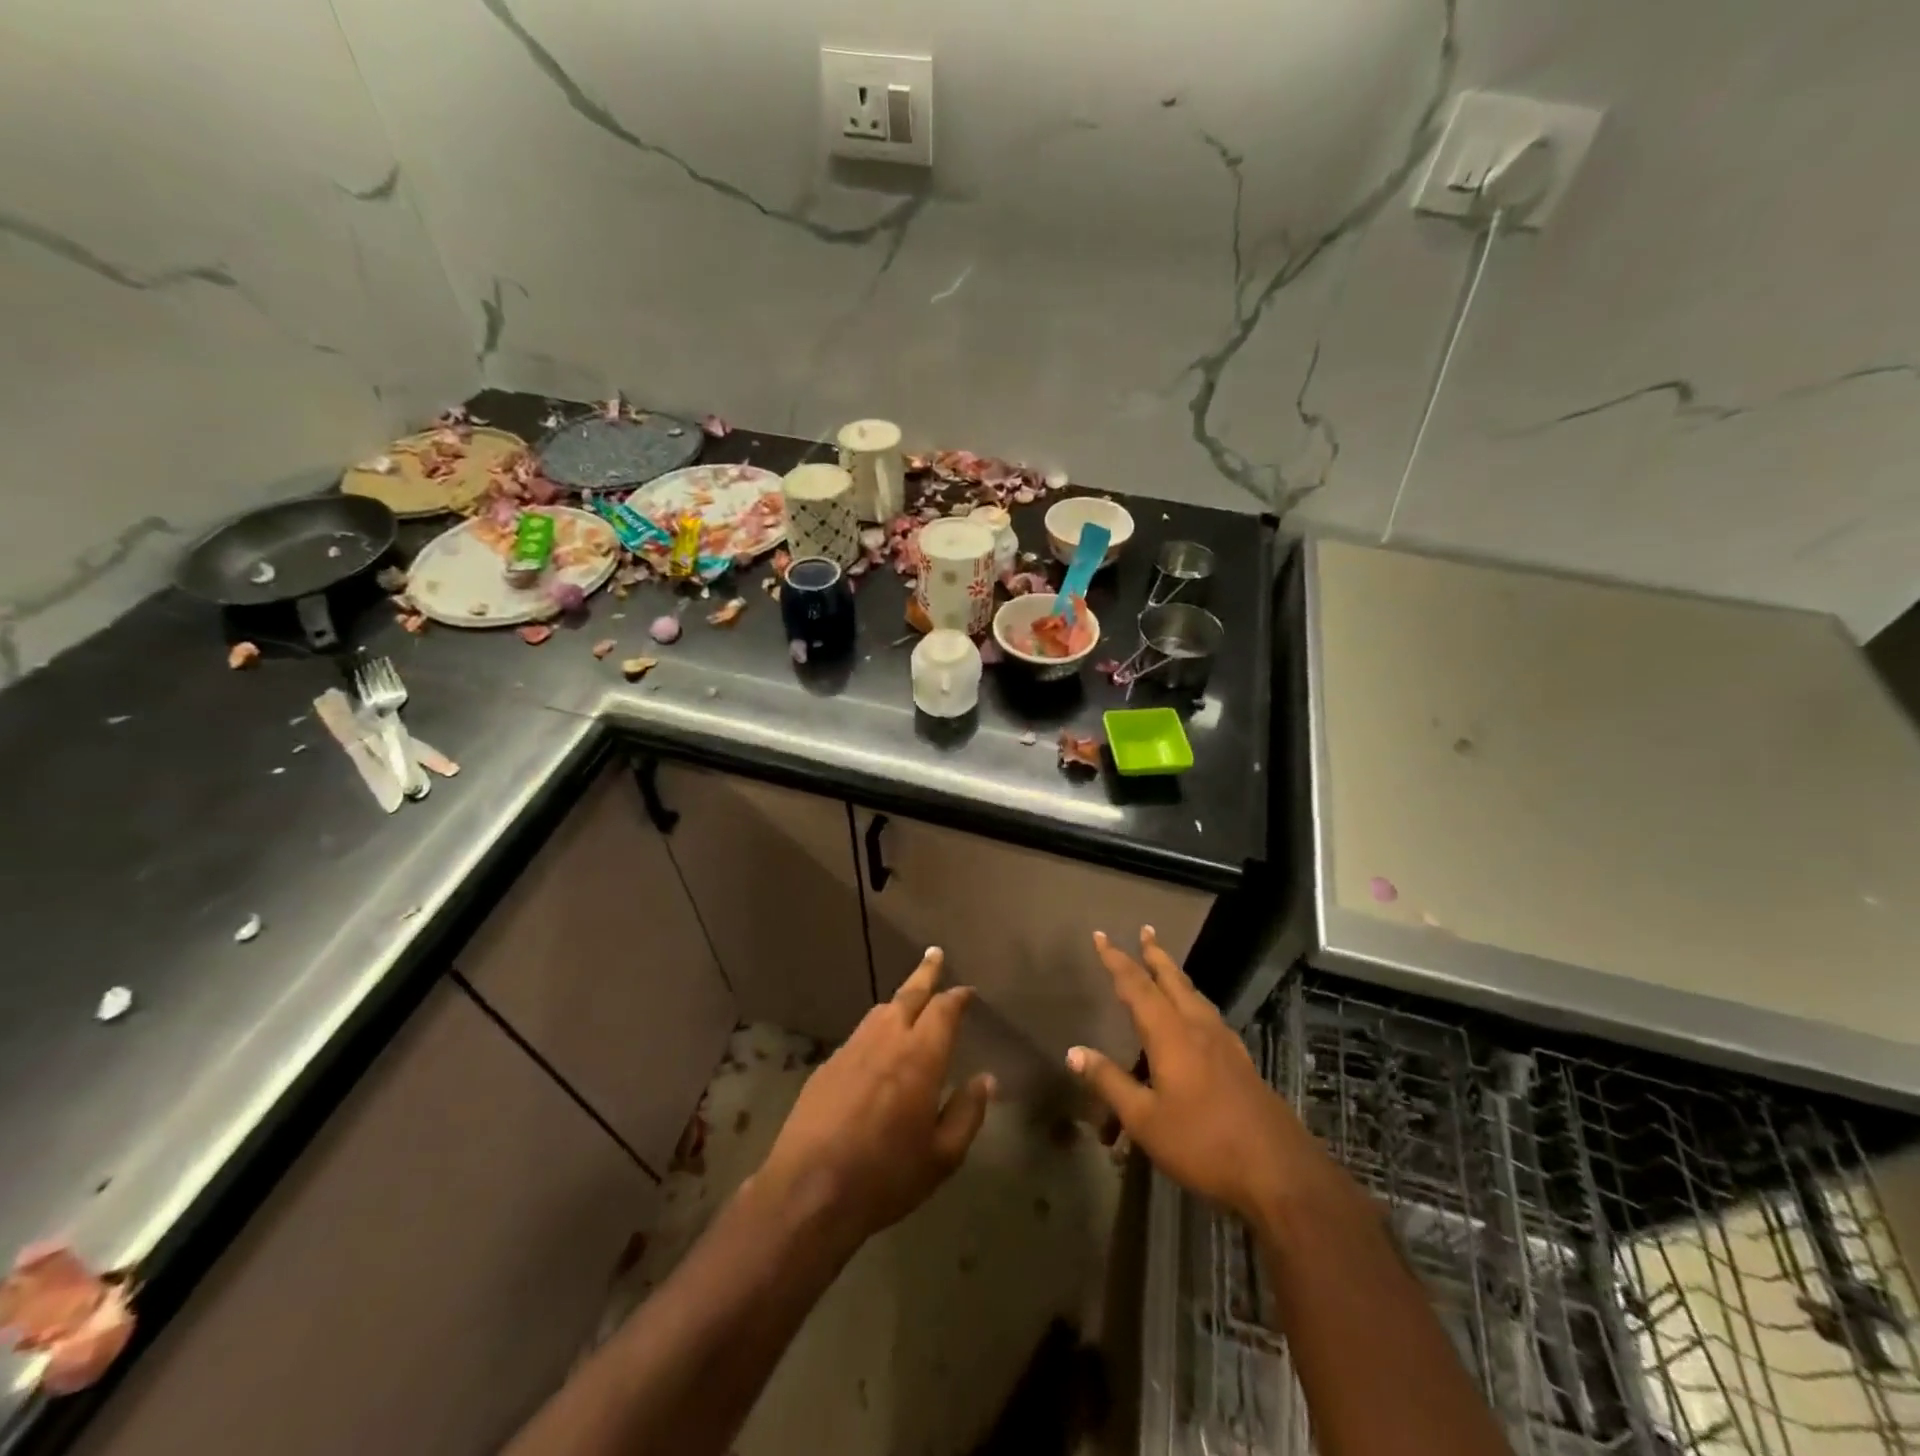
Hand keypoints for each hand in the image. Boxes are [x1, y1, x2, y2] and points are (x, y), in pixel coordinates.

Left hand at [756, 948, 994, 1249]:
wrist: (809, 1190)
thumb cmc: (886, 1176)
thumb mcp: (942, 1156)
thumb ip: (968, 1112)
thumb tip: (986, 1080)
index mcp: (920, 1056)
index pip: (944, 1010)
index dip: (957, 997)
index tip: (967, 991)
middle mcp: (886, 1039)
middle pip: (909, 994)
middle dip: (925, 973)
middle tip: (934, 954)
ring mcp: (852, 1048)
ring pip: (880, 1011)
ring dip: (899, 1000)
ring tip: (910, 999)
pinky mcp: (827, 1065)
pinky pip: (859, 1035)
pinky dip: (876, 1030)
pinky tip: (876, 1047)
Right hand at [1067, 928, 1317, 1224]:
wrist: (1279, 1172)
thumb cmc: (1203, 1143)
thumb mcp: (1145, 1119)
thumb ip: (1110, 1082)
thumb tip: (1073, 1051)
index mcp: (1171, 1034)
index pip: (1136, 985)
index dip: (1116, 960)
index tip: (1100, 935)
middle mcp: (1198, 1028)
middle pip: (1173, 980)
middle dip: (1155, 954)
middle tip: (1145, 930)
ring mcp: (1224, 1045)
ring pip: (1194, 996)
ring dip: (1175, 976)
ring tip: (1165, 967)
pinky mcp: (1240, 1063)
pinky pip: (1208, 1017)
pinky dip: (1193, 1002)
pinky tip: (1196, 1019)